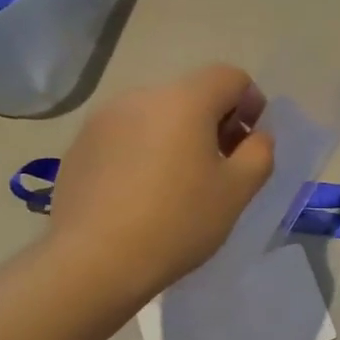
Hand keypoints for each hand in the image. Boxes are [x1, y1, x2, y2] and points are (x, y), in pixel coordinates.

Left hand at [47, 64, 274, 304]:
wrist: (93, 262)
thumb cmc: (177, 223)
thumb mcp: (237, 192)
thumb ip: (259, 153)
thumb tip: (256, 136)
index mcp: (184, 100)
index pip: (230, 77)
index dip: (252, 104)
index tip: (250, 145)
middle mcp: (141, 97)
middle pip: (191, 95)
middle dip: (214, 123)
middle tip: (221, 169)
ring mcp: (103, 120)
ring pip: (156, 116)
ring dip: (177, 138)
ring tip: (178, 186)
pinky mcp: (79, 146)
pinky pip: (125, 137)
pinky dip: (143, 153)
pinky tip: (140, 196)